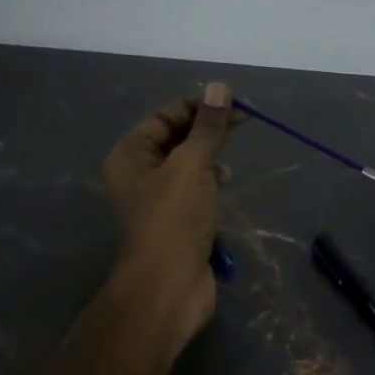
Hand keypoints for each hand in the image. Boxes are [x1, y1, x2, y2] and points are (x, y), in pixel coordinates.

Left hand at [102, 82, 235, 346]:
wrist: (168, 287)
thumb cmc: (173, 220)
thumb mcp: (192, 165)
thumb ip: (207, 127)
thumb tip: (218, 87)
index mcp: (131, 156)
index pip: (164, 117)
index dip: (197, 108)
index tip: (233, 105)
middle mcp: (139, 175)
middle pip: (177, 140)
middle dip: (207, 132)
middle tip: (244, 124)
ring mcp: (158, 201)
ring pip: (188, 167)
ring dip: (211, 160)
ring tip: (230, 164)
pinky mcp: (177, 223)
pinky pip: (196, 193)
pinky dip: (212, 186)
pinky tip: (226, 186)